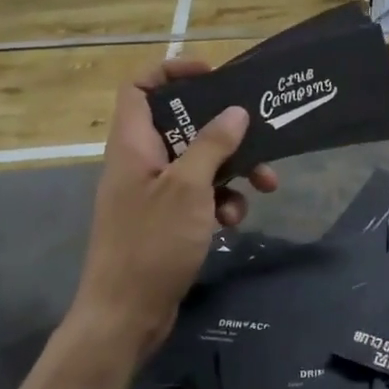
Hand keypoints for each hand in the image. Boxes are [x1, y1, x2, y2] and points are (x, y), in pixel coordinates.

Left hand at [65, 58, 277, 365]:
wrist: (125, 316)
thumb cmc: (151, 243)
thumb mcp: (188, 188)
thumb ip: (212, 144)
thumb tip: (235, 111)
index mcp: (134, 144)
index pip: (140, 86)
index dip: (172, 71)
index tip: (213, 75)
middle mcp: (141, 161)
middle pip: (182, 124)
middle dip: (225, 131)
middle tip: (258, 133)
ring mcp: (153, 192)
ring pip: (199, 162)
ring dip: (233, 171)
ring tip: (264, 186)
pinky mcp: (167, 220)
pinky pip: (200, 195)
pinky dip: (221, 202)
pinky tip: (234, 222)